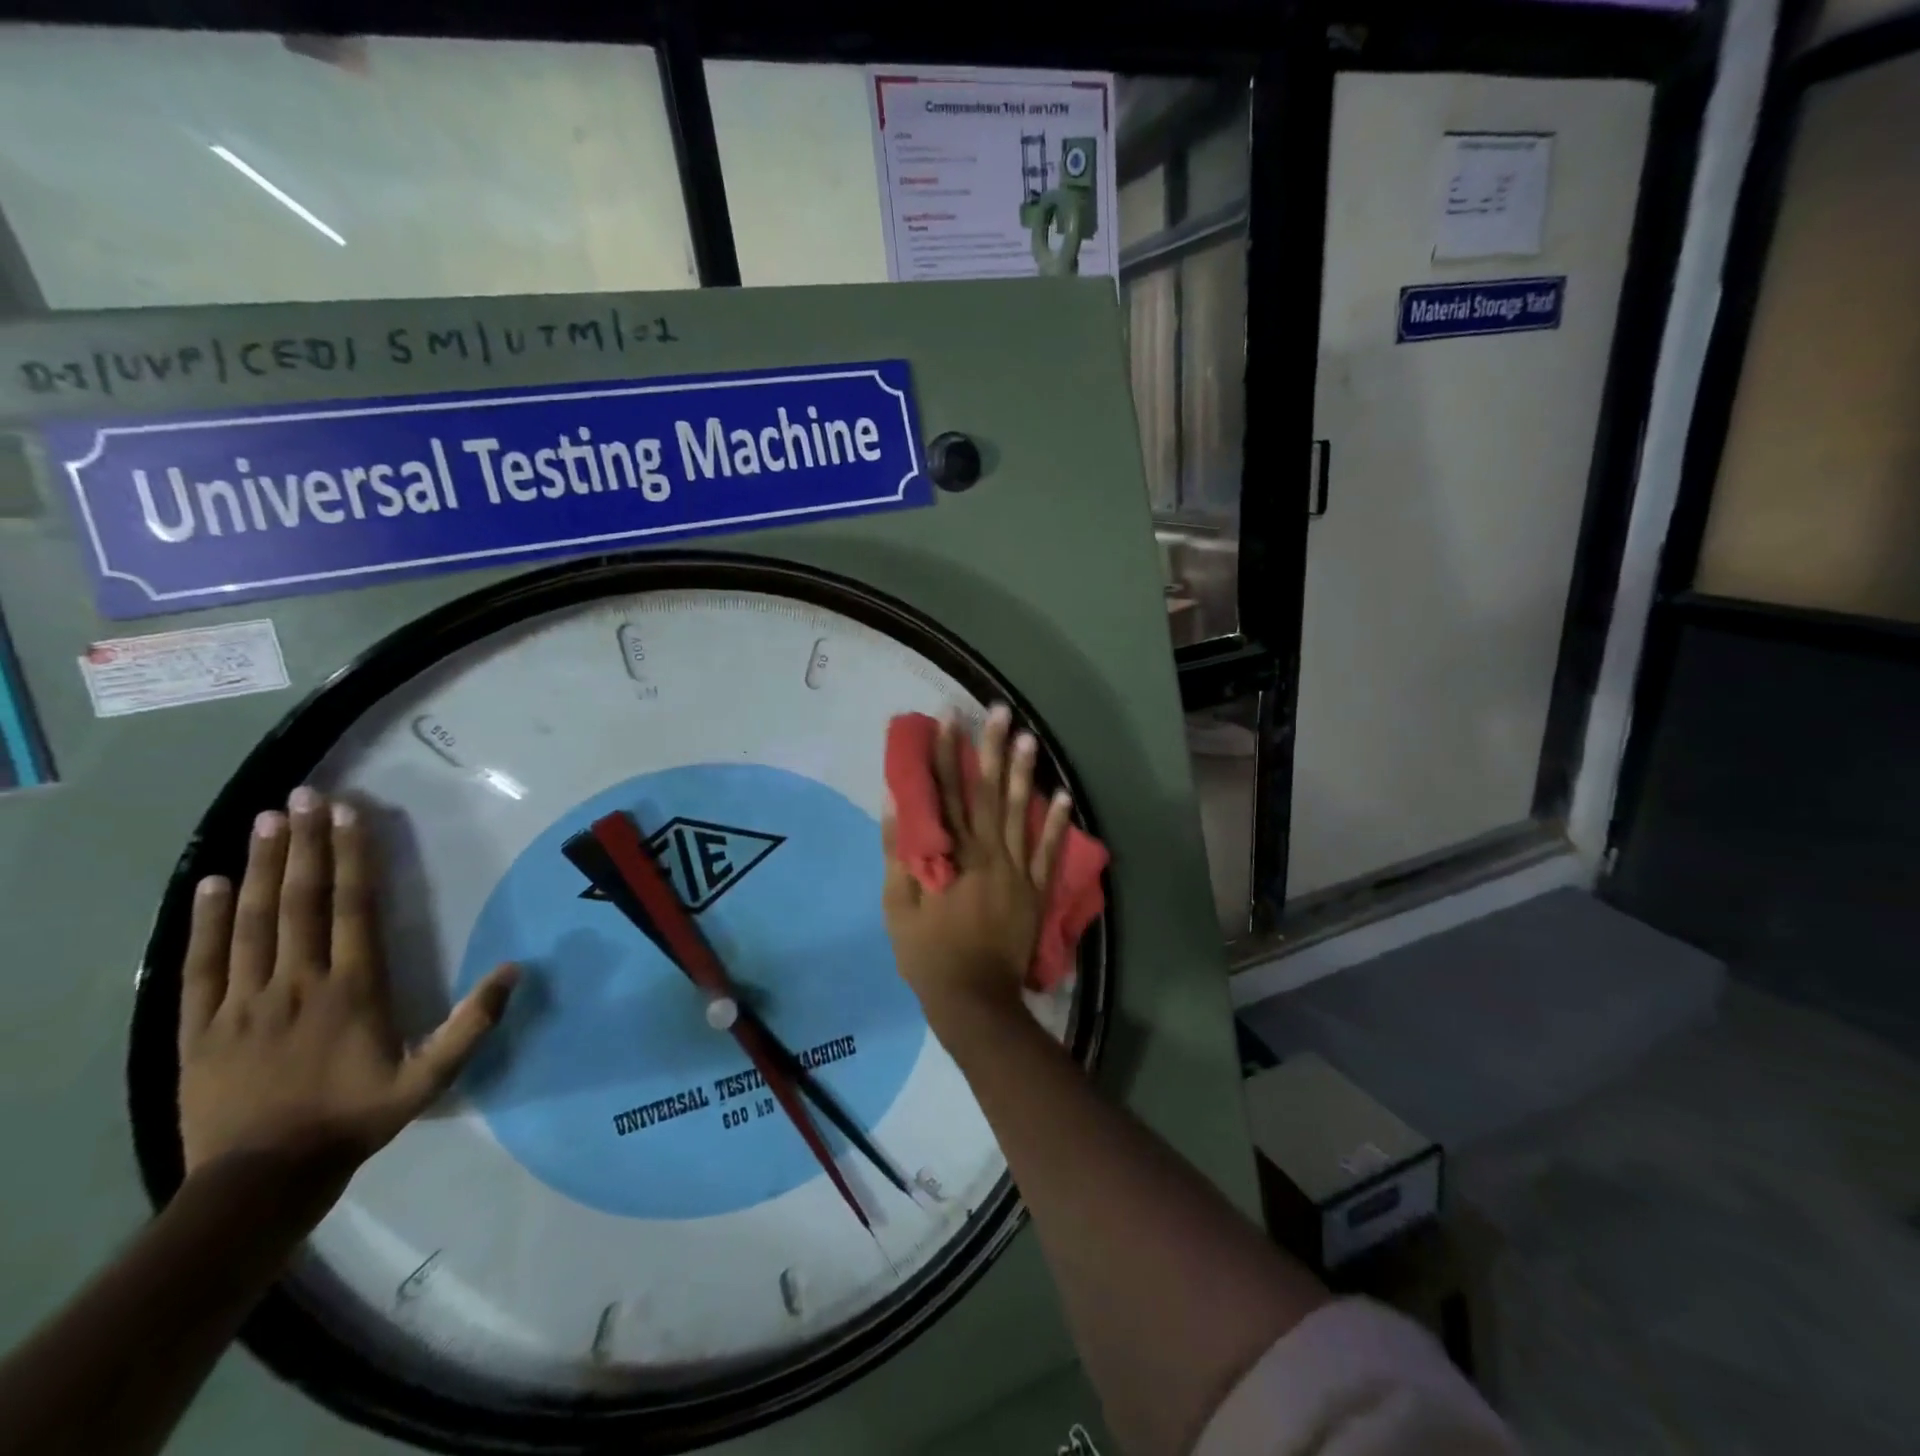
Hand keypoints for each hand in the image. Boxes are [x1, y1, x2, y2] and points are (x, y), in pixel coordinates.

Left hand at [177, 786, 517, 1192]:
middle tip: (303, 797)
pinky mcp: (199, 1026)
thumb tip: (516, 969)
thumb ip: (473, 1023)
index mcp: (352, 989)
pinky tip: (210, 883)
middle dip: (304, 845)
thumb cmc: (355, 1118)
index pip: (352, 908)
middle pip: (300, 901)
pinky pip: (202, 963)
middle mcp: (297, 982)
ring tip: (265, 821)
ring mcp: (243, 1001)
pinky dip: (204, 920)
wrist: (261, 1180)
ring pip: (252, 921)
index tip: (348, 814)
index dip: (351, 857)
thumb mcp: (430, 1077)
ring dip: (261, 867)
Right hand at [882, 704, 1073, 1039]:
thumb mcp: (897, 905)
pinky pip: (1048, 852)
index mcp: (952, 855)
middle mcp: (987, 853)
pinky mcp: (1036, 891)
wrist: (973, 999)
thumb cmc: (927, 952)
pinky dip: (1056, 824)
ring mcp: (1016, 871)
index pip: (946, 794)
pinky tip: (1063, 795)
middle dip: (992, 749)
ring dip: (1025, 774)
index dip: (946, 754)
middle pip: (988, 793)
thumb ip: (899, 852)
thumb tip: (897, 804)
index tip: (949, 718)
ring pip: (1021, 813)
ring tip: (1029, 738)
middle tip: (999, 711)